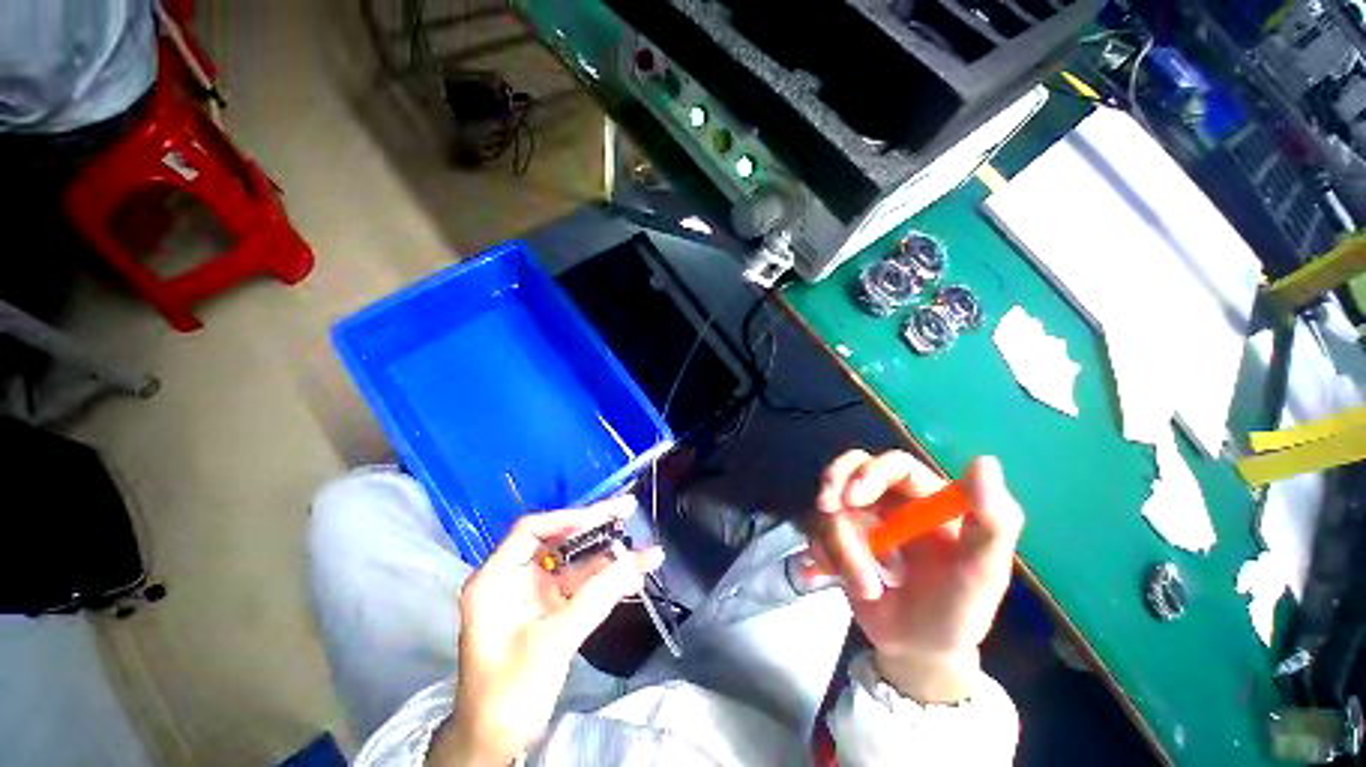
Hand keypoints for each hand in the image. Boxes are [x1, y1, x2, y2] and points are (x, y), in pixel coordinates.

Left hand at [428, 497, 662, 765]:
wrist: (496, 743)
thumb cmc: (509, 691)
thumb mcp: (552, 642)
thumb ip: (596, 598)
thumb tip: (637, 561)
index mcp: (496, 579)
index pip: (532, 531)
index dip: (568, 519)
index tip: (603, 516)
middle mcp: (515, 579)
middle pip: (558, 541)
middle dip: (596, 528)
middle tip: (629, 508)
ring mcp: (534, 595)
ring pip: (576, 565)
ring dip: (610, 559)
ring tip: (646, 552)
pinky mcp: (550, 612)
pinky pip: (582, 588)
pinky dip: (607, 583)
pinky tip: (634, 579)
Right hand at [809, 450, 1022, 703]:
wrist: (917, 650)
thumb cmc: (957, 612)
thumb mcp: (982, 573)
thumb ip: (994, 522)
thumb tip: (984, 461)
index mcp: (926, 498)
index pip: (895, 464)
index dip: (869, 472)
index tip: (850, 498)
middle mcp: (889, 499)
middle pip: (850, 468)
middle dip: (834, 485)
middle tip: (826, 506)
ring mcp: (860, 516)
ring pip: (829, 506)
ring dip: (839, 545)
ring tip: (864, 587)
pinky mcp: (838, 535)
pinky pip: (816, 529)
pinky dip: (823, 554)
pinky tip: (836, 577)